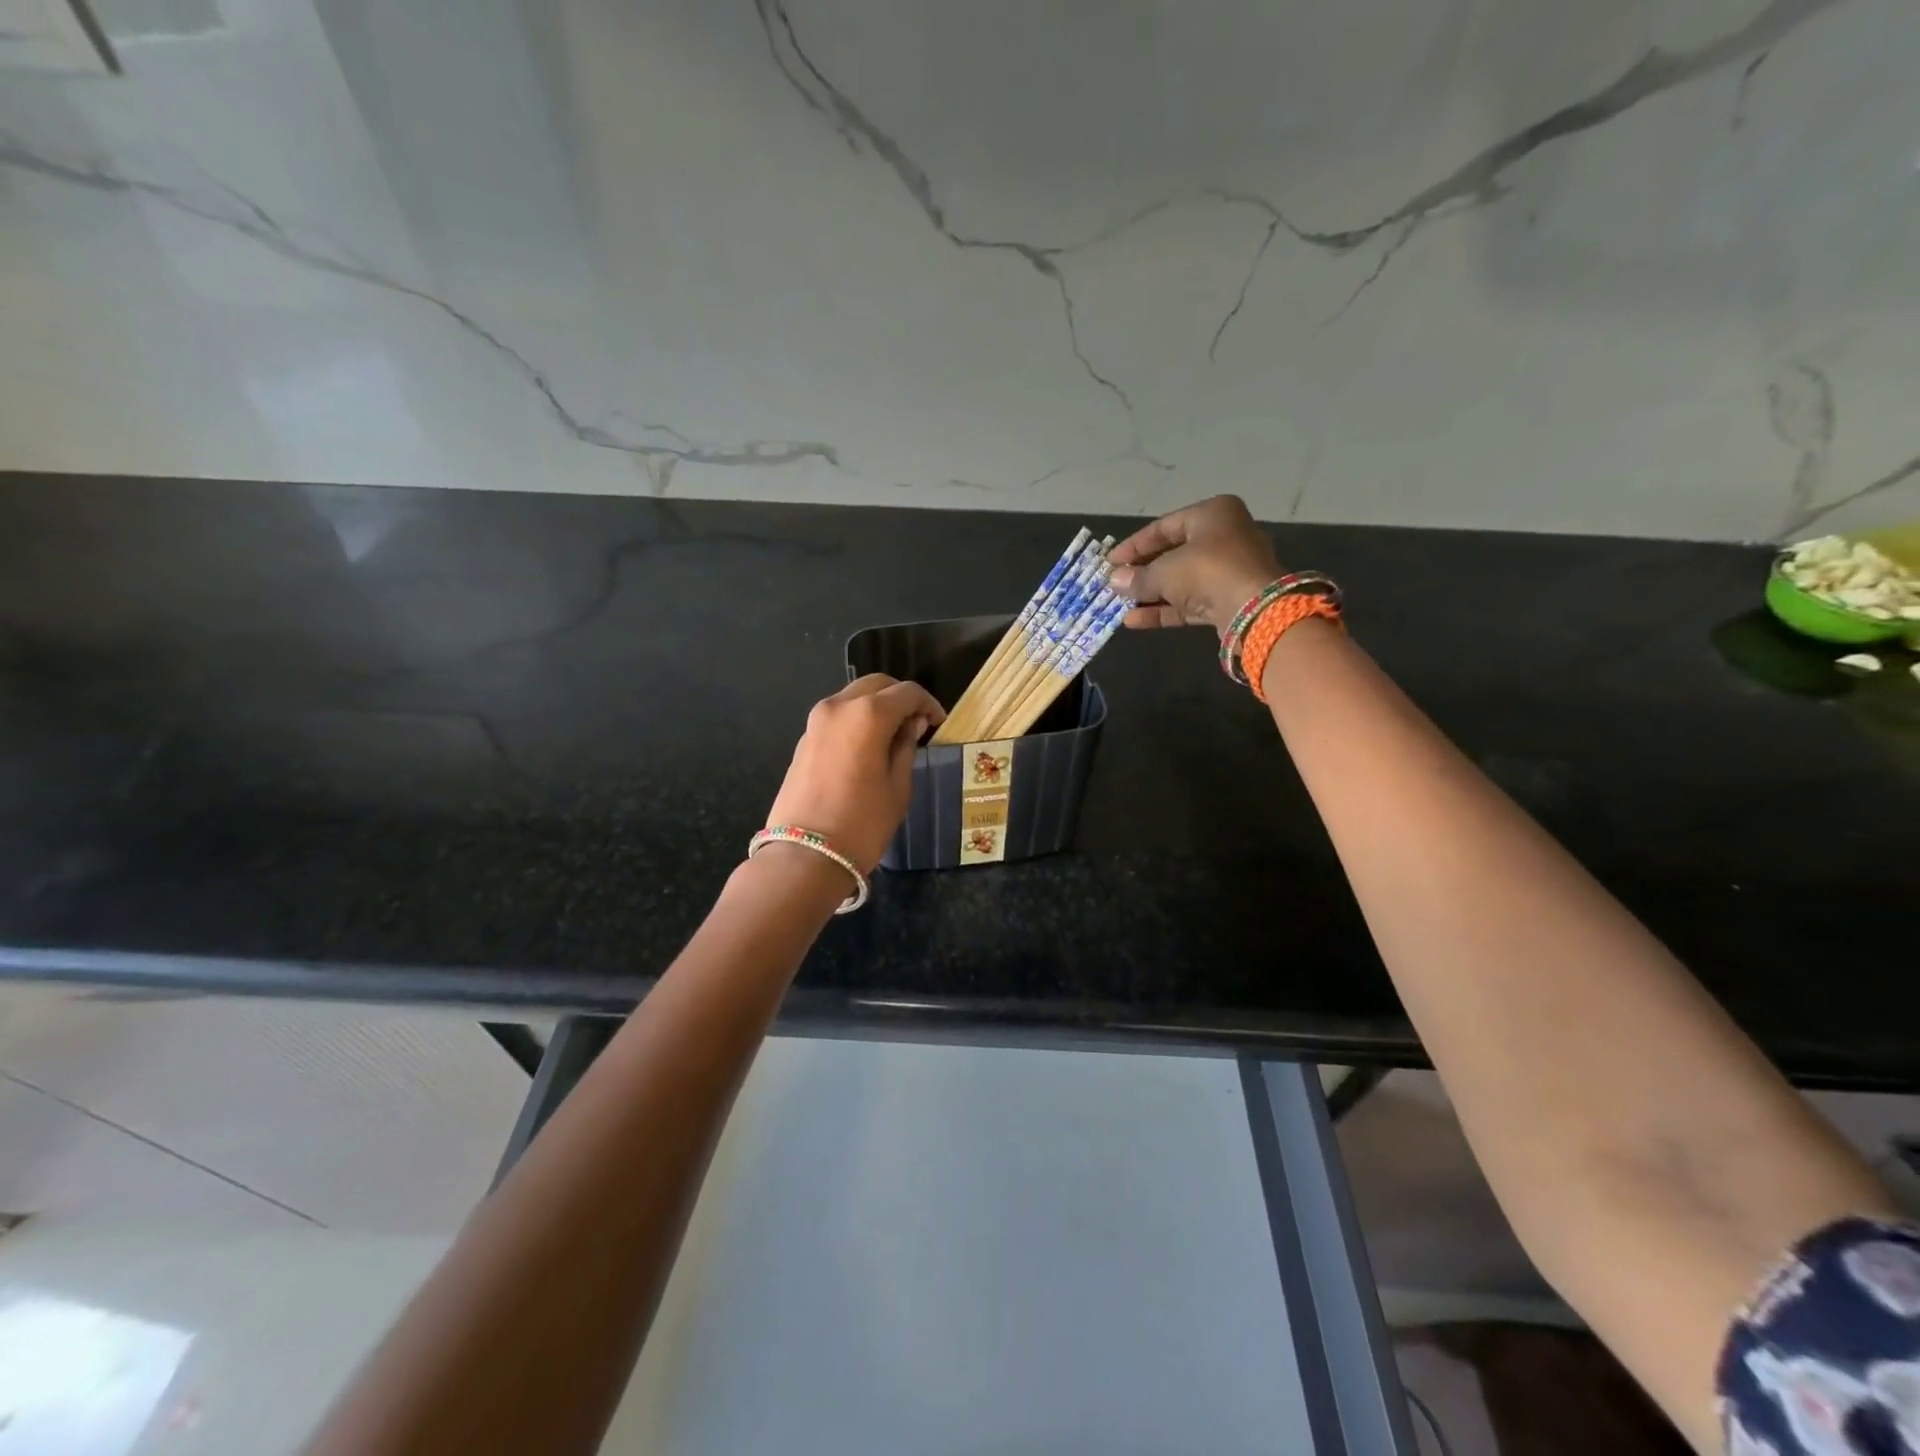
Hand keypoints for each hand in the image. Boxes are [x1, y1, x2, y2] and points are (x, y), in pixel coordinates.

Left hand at [764, 674, 946, 871]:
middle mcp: (838, 707)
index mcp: (868, 714)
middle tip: (917, 723)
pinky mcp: (803, 740)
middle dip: (900, 698)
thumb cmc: (862, 823)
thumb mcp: (898, 786)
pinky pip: (837, 717)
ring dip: (876, 707)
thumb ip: (906, 747)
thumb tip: (912, 724)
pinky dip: (856, 720)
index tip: (938, 723)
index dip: (928, 704)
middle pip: (876, 685)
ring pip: (853, 698)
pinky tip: (868, 746)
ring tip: (894, 736)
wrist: (805, 856)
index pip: (907, 693)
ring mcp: (815, 721)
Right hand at [1108, 495, 1282, 631]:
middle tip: (1116, 583)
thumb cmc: (1207, 570)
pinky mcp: (1229, 600)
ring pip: (1182, 581)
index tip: (1110, 561)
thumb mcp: (1164, 571)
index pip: (1164, 527)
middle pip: (1174, 554)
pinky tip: (1134, 621)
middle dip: (1143, 572)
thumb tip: (1114, 581)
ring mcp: (1229, 571)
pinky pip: (1191, 602)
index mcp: (1213, 515)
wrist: (1254, 609)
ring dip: (1151, 594)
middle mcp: (1225, 537)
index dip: (1134, 545)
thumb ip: (1138, 577)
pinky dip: (1165, 610)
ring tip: (1120, 604)